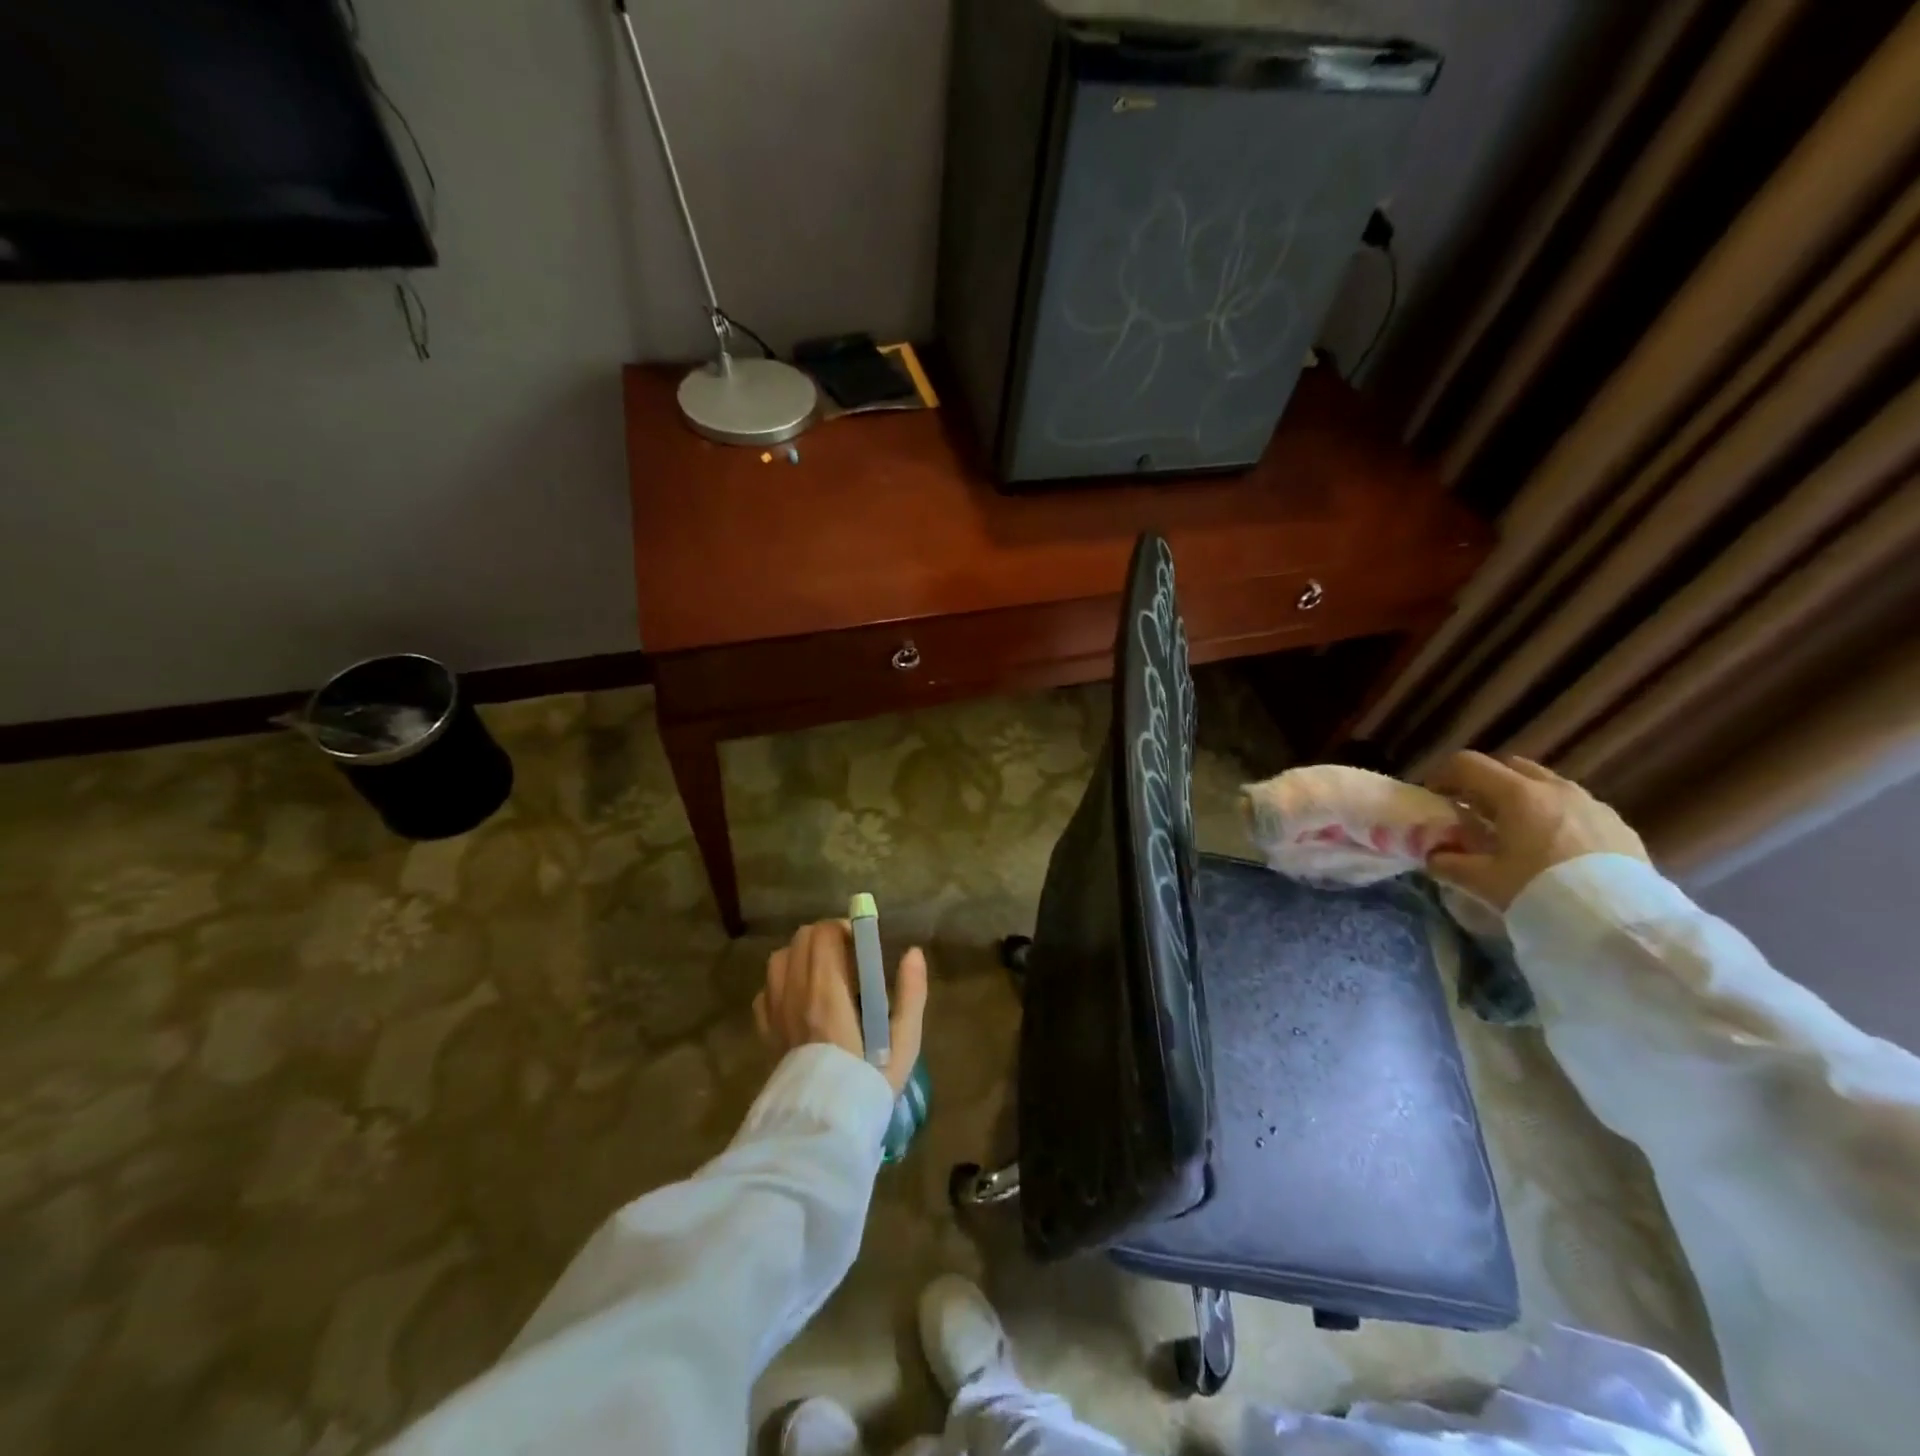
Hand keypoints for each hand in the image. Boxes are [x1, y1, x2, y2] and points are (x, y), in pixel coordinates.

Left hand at [753, 919, 928, 1095]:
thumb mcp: (904, 1042)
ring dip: (801, 957)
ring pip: (780, 958)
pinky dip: (782, 985)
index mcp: (828, 991)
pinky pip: (766, 990)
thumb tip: (913, 953)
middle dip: (825, 939)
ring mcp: (775, 1011)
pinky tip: (799, 1002)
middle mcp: (795, 993)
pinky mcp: (764, 1030)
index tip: (861, 947)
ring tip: (822, 977)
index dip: (844, 930)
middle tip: (847, 960)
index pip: (824, 933)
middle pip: (801, 938)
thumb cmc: (869, 1081)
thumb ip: (911, 994)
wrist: (824, 1128)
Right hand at [1423, 751, 1647, 910]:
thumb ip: (1449, 863)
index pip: (1467, 764)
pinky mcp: (1617, 824)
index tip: (1434, 798)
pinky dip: (1553, 815)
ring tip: (1514, 831)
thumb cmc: (1543, 892)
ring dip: (1522, 798)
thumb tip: (1433, 855)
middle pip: (1509, 767)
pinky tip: (1553, 848)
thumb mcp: (1483, 882)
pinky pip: (1575, 806)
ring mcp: (1591, 803)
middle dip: (1485, 783)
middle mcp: (1555, 788)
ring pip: (1545, 784)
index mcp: (1518, 794)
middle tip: (1472, 812)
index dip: (1443, 776)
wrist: (1622, 925)